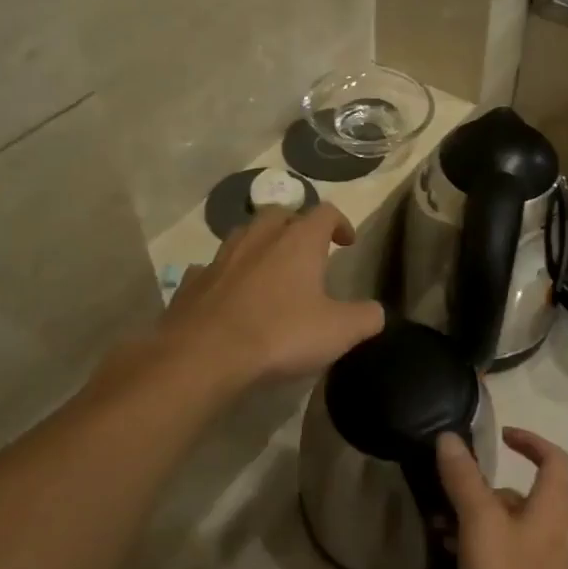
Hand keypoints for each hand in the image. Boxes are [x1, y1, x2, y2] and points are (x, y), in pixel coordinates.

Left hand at [151, 206, 384, 388]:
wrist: (204, 356)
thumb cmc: (280, 335)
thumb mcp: (339, 331)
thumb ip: (366, 317)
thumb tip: (375, 312)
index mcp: (298, 242)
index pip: (325, 212)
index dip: (340, 223)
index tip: (346, 243)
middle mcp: (259, 238)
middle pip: (280, 214)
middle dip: (296, 225)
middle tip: (306, 250)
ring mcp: (220, 258)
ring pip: (243, 235)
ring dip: (259, 244)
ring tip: (270, 268)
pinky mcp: (192, 282)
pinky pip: (211, 268)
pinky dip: (225, 275)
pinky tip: (229, 294)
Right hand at [437, 429, 567, 568]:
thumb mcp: (480, 521)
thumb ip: (465, 478)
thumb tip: (449, 438)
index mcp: (551, 506)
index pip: (553, 458)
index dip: (529, 440)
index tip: (500, 436)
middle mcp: (552, 528)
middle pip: (524, 492)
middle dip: (486, 487)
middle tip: (452, 489)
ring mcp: (540, 559)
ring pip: (508, 523)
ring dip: (476, 517)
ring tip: (440, 525)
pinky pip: (502, 550)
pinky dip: (478, 544)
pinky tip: (449, 556)